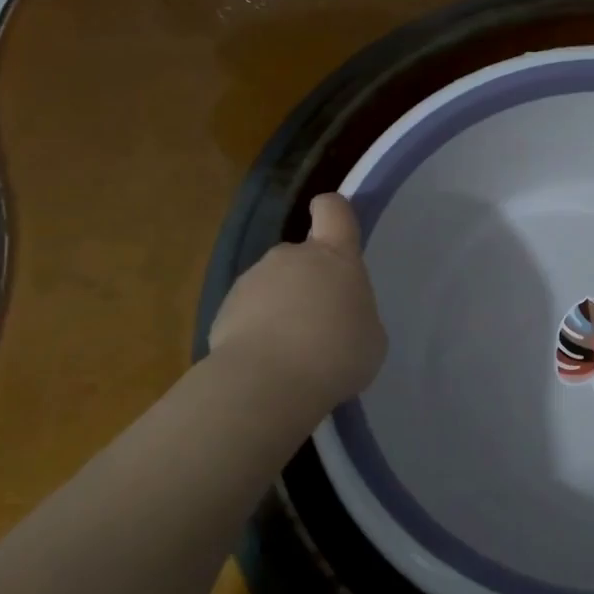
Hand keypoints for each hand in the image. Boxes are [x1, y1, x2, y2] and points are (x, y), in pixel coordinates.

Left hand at [208, 192, 386, 407]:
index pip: (333, 209)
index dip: (335, 212)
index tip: (336, 229)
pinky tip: (267, 364)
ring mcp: (252, 281)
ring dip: (282, 307)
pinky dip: (257, 332)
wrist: (267, 384)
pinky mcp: (222, 311)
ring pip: (273, 285)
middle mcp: (291, 257)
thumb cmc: (337, 353)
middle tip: (321, 322)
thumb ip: (356, 313)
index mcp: (334, 256)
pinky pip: (248, 314)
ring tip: (292, 351)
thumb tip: (337, 316)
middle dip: (310, 281)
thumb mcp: (371, 336)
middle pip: (302, 254)